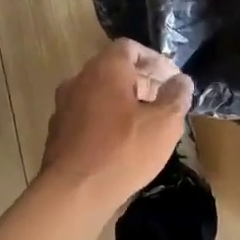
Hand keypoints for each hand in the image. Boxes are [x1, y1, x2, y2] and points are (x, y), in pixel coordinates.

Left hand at [39, 39, 194, 208]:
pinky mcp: (58, 132)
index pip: (130, 48)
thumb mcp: (164, 123)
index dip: (155, 60)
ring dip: (124, 103)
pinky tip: (123, 143)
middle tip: (165, 102)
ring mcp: (64, 107)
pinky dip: (107, 121)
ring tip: (147, 124)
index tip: (173, 80)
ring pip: (100, 94)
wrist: (74, 192)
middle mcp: (79, 80)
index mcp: (105, 69)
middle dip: (142, 82)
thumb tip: (181, 81)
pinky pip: (88, 116)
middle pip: (114, 70)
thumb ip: (176, 96)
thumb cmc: (124, 150)